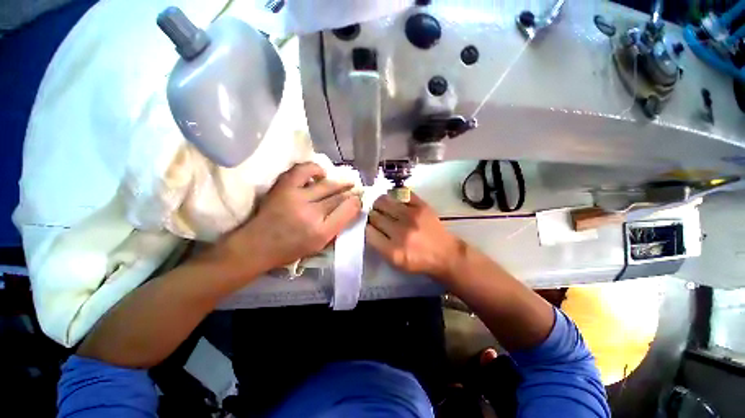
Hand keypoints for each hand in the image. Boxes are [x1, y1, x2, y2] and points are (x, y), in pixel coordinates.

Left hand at [222, 162, 361, 273]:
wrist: (257, 246)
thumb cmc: (291, 249)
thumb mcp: (319, 245)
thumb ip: (337, 227)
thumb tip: (351, 208)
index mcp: (322, 232)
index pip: (347, 211)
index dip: (356, 202)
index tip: (359, 199)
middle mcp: (312, 213)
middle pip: (338, 197)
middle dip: (350, 192)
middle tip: (357, 189)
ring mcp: (296, 197)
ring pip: (327, 185)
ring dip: (339, 182)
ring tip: (346, 182)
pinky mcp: (283, 187)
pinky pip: (303, 171)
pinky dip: (315, 169)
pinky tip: (321, 173)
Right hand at [366, 193, 464, 279]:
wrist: (445, 254)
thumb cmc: (418, 260)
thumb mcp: (395, 262)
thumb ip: (379, 245)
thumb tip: (368, 225)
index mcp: (393, 251)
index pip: (368, 231)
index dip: (366, 227)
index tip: (369, 225)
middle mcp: (401, 232)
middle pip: (375, 215)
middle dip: (372, 215)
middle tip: (376, 216)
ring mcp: (412, 216)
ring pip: (383, 201)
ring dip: (379, 203)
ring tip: (383, 206)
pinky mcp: (422, 206)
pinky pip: (400, 193)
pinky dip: (394, 195)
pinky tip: (395, 200)